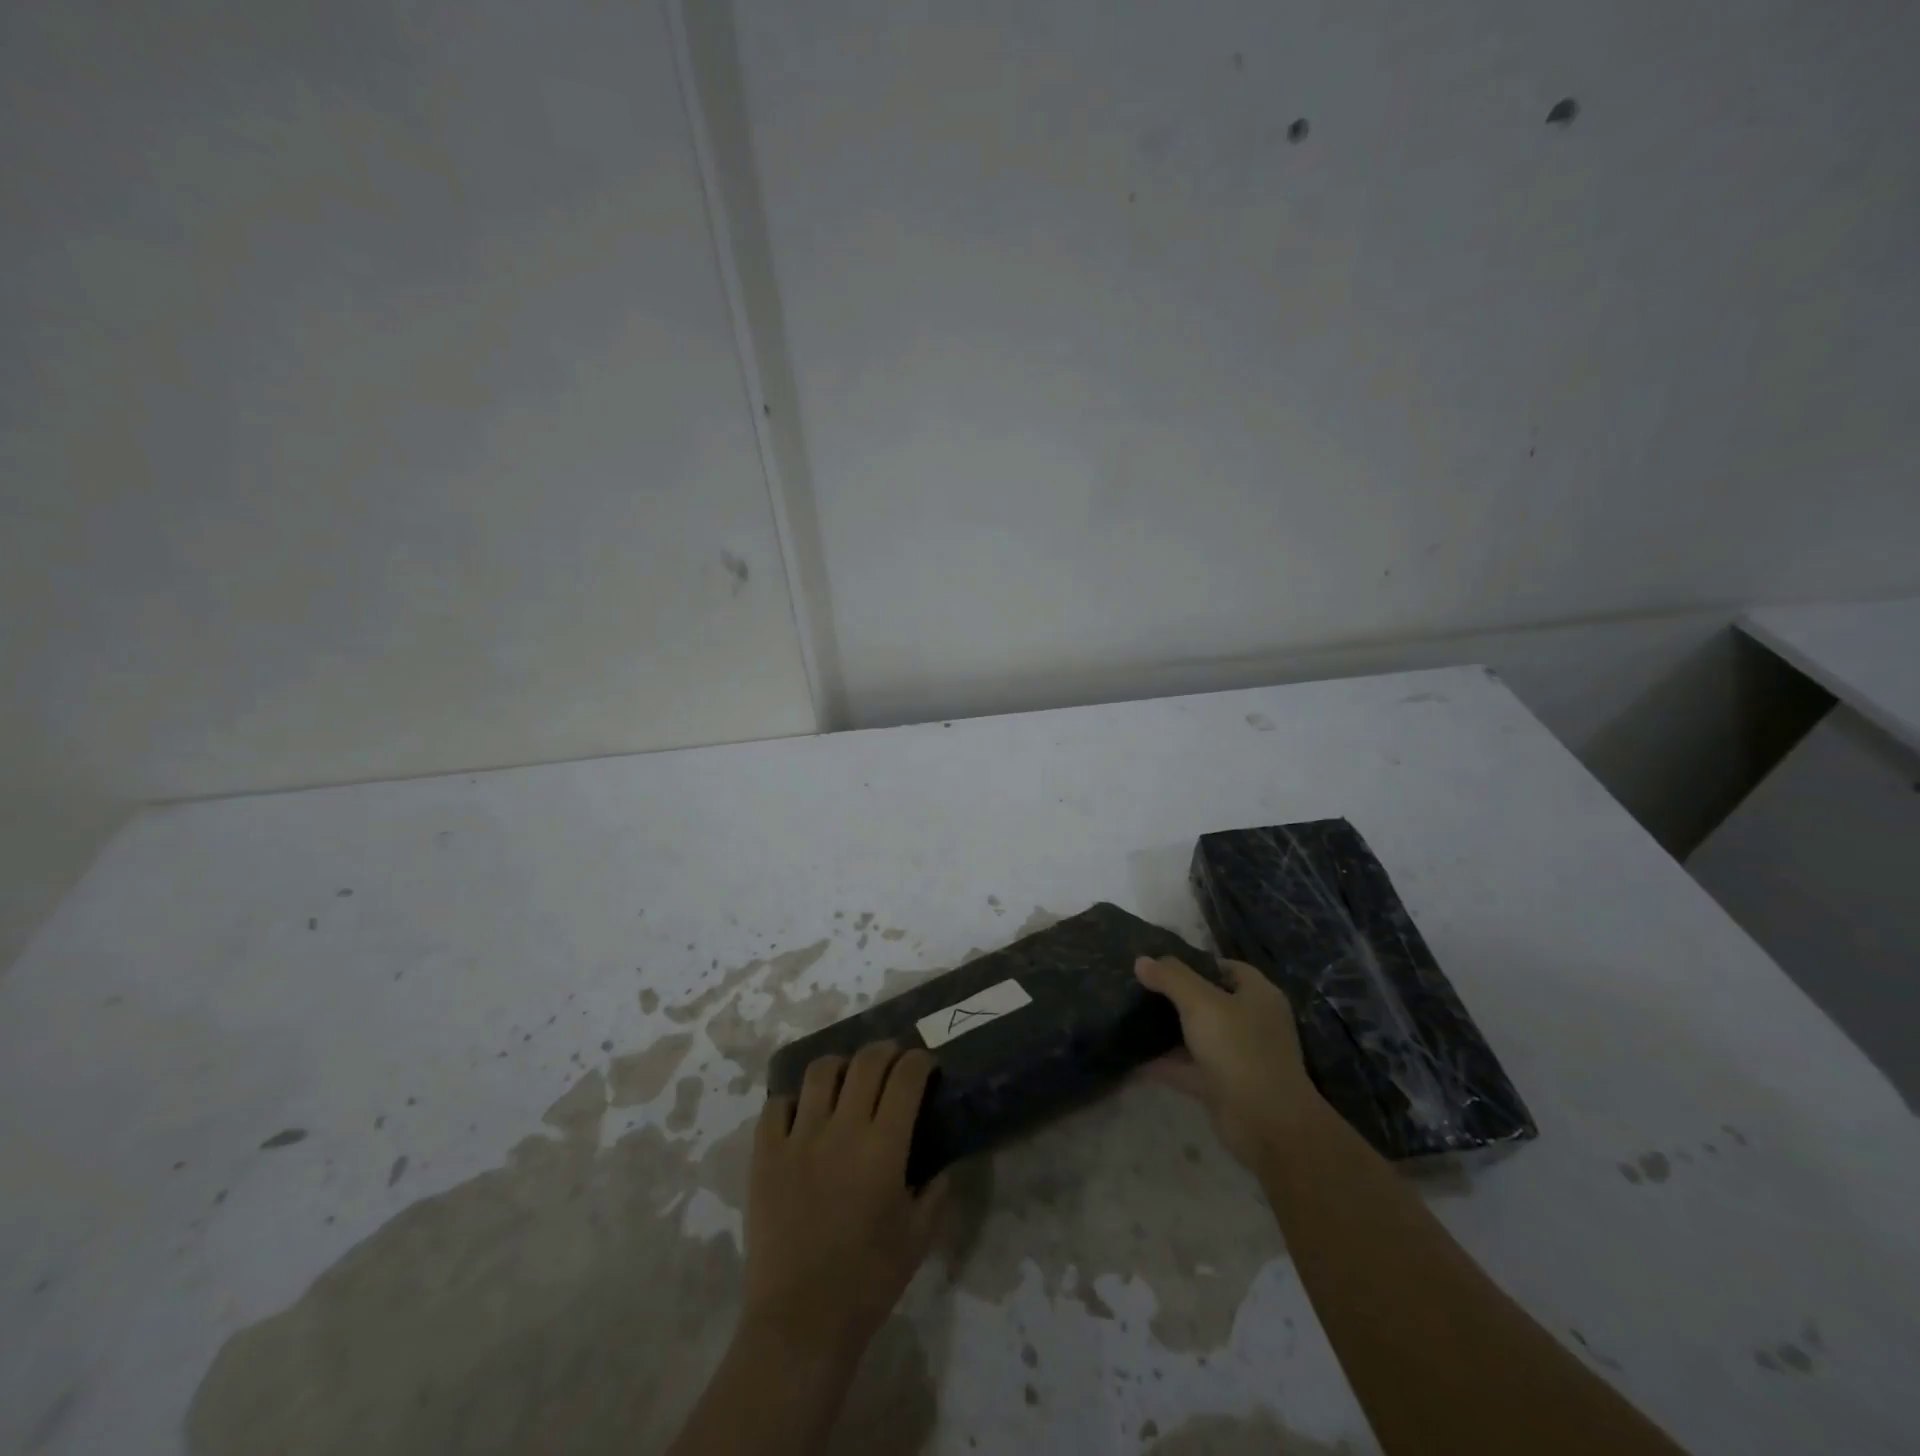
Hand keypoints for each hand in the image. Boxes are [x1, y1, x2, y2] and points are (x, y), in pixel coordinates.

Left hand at [743, 1042, 949, 1362]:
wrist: (801, 1321)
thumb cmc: (869, 1281)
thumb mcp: (919, 1237)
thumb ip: (936, 1191)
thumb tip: (944, 1162)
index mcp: (883, 1148)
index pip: (905, 1078)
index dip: (919, 1061)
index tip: (924, 1065)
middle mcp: (842, 1129)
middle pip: (865, 1062)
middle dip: (885, 1051)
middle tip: (892, 1060)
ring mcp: (799, 1138)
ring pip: (819, 1072)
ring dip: (840, 1065)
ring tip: (846, 1078)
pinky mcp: (765, 1155)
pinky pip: (776, 1106)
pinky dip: (792, 1102)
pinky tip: (802, 1115)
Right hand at [1135, 955, 1320, 1166]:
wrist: (1266, 1125)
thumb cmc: (1239, 1049)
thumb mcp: (1201, 1003)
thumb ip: (1170, 978)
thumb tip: (1141, 960)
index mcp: (1258, 995)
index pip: (1225, 968)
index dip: (1194, 962)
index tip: (1159, 962)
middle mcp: (1251, 1022)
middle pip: (1208, 1000)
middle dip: (1175, 995)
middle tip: (1138, 986)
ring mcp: (1237, 1056)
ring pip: (1196, 1035)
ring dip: (1167, 1029)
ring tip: (1129, 1014)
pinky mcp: (1222, 1085)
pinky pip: (1187, 1067)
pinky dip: (1163, 1063)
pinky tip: (1133, 1055)